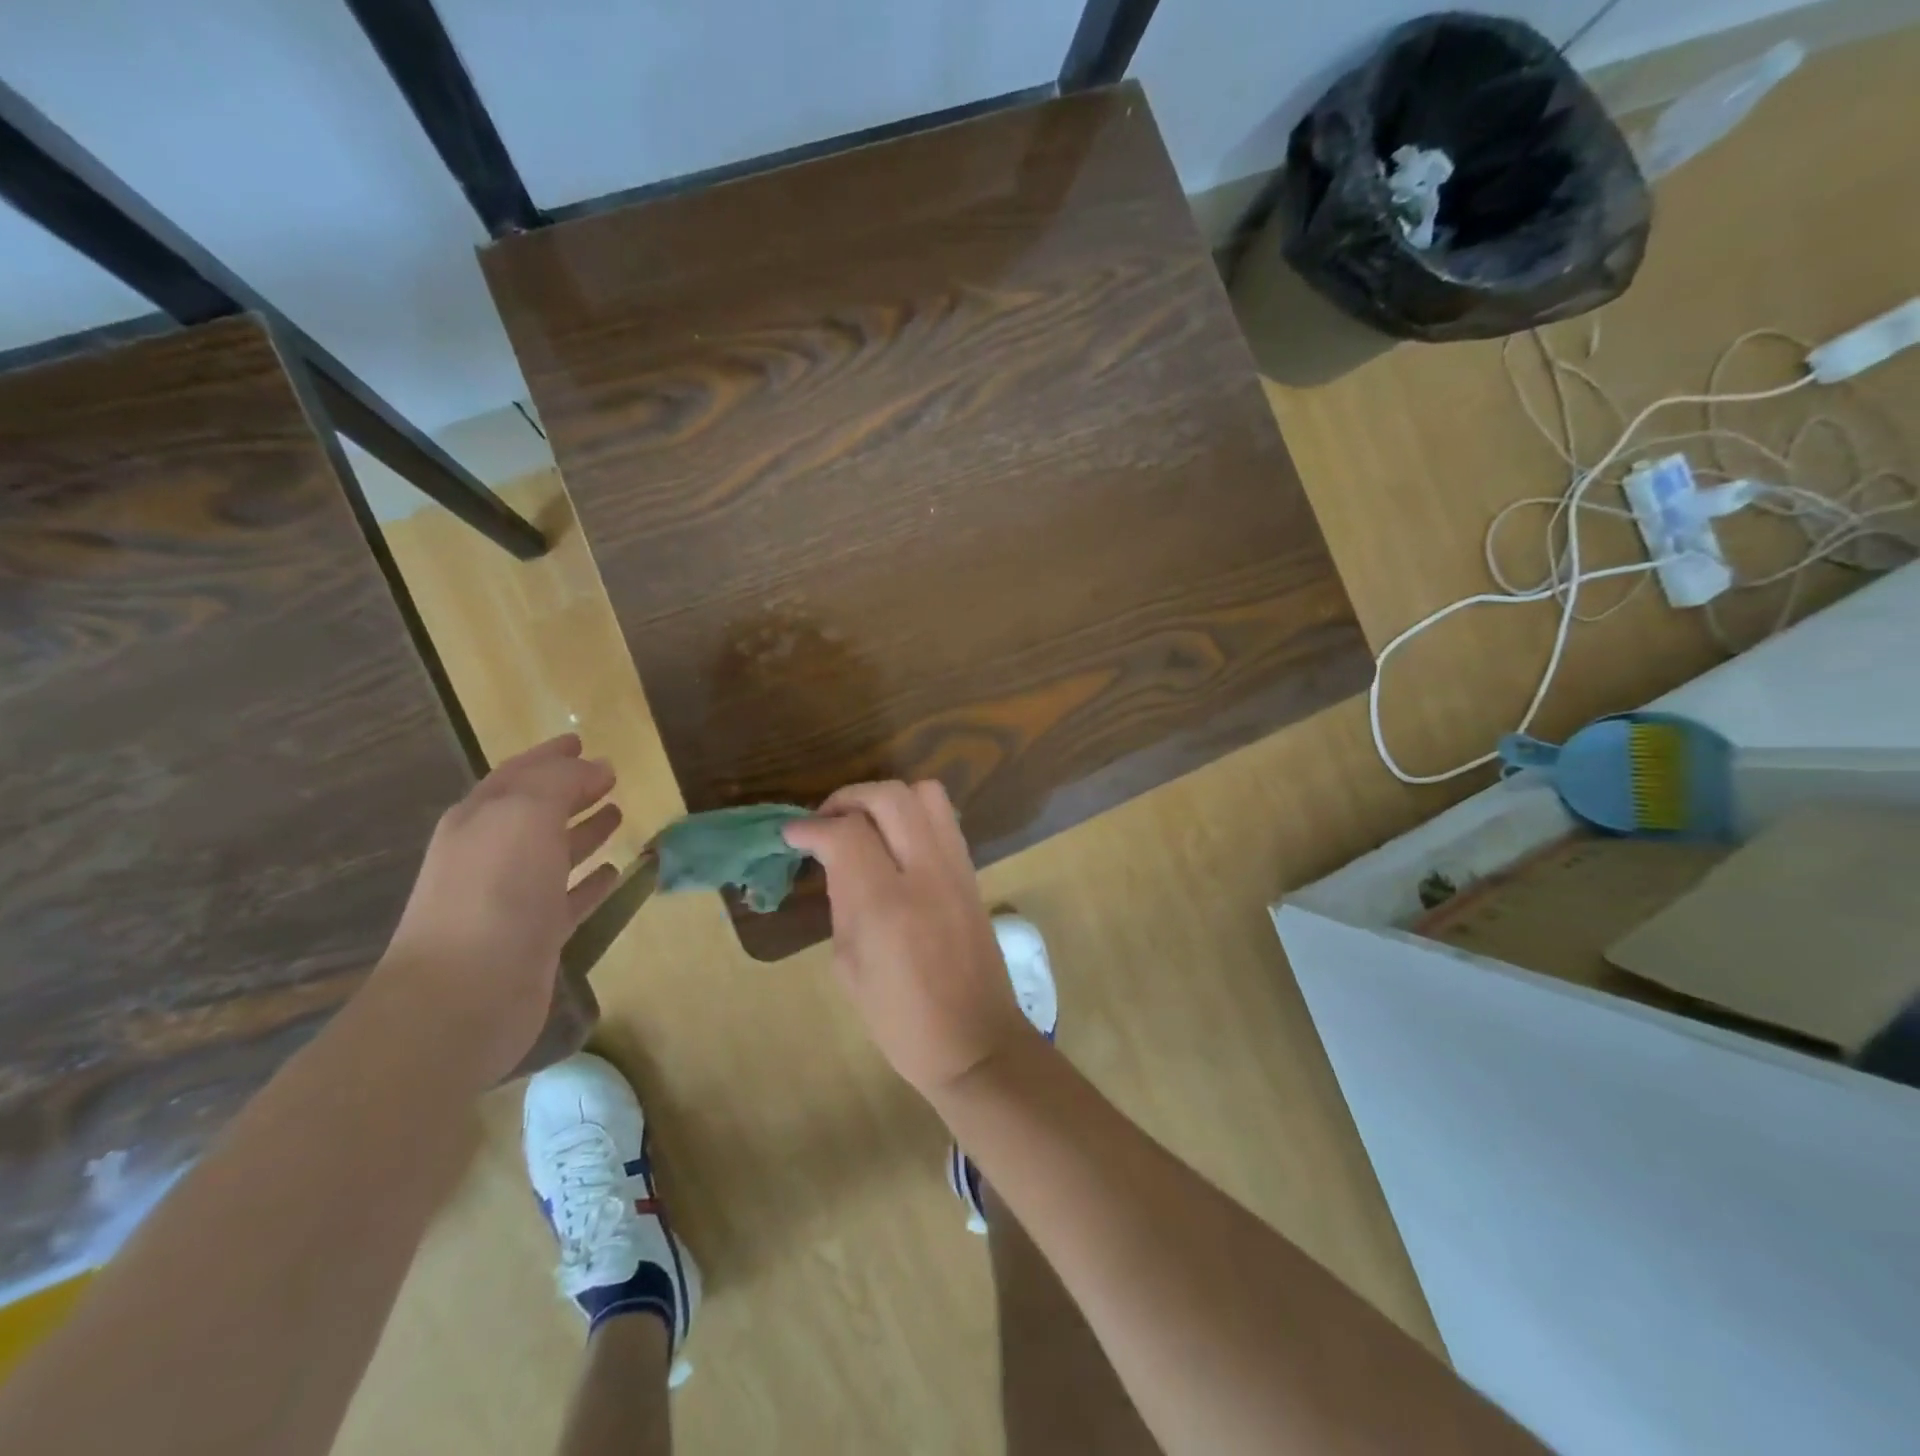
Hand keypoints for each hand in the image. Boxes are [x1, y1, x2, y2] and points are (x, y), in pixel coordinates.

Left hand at [378, 734, 622, 1085]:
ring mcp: (512, 898)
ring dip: (584, 831)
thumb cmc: (493, 893)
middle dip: (570, 790)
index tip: (581, 741)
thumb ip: (559, 783)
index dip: (550, 756)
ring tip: (618, 814)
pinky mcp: (535, 936)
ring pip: (554, 853)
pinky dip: (591, 881)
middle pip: (535, 811)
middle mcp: (491, 854)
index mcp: (480, 819)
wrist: (462, 997)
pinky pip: (570, 897)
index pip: (518, 774)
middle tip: (609, 777)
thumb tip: (595, 767)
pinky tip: (616, 872)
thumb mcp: (524, 815)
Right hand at [783, 781, 1035, 1097]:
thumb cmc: (900, 1020)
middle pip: (889, 796)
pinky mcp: (973, 872)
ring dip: (886, 798)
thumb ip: (843, 902)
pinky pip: (944, 818)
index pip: (847, 833)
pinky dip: (913, 814)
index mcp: (887, 905)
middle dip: (848, 797)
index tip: (793, 835)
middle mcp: (926, 873)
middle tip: (826, 821)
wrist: (975, 1041)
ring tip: (862, 823)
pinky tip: (894, 841)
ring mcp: (956, 868)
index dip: (812, 827)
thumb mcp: (849, 966)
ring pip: (925, 794)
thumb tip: (836, 860)